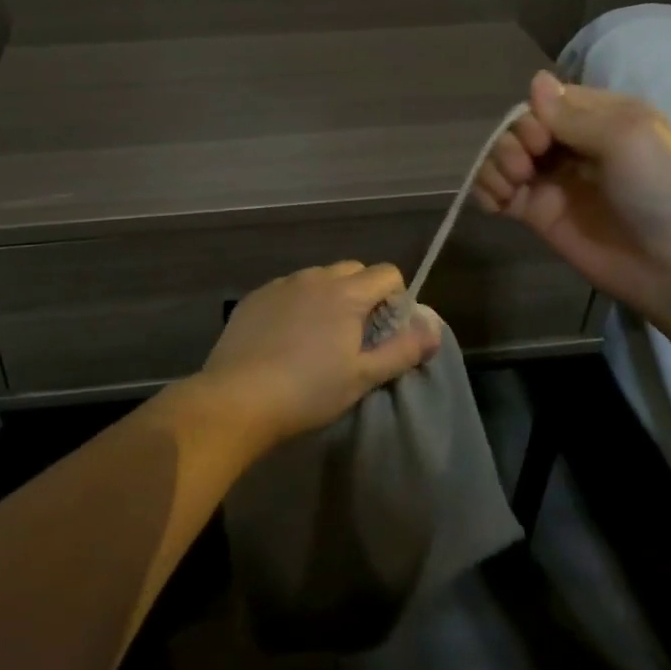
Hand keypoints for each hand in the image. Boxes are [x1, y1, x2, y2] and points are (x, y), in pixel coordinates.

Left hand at [200, 262, 442, 447]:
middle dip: (364, 295)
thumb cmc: (308, 391)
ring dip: (329, 298)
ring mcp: (280, 285)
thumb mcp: (363, 377)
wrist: (237, 398)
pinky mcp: (254, 298)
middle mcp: (313, 278)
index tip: (387, 332)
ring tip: (319, 339)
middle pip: (353, 271)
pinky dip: (298, 305)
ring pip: (318, 279)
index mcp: (345, 292)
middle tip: (357, 336)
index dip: (396, 299)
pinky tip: (286, 340)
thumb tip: (433, 329)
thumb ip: (403, 350)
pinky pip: (288, 290)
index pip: (387, 273)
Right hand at [472, 70, 670, 326]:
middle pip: (522, 126)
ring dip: (495, 163)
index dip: (534, 114)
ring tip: (510, 186)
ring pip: (505, 155)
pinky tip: (495, 203)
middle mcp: (575, 144)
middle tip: (527, 165)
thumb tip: (536, 80)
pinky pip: (499, 191)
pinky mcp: (539, 214)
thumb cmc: (664, 193)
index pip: (550, 100)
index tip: (541, 138)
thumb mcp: (629, 137)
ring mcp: (555, 180)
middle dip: (513, 140)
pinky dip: (486, 190)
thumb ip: (575, 113)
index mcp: (604, 118)